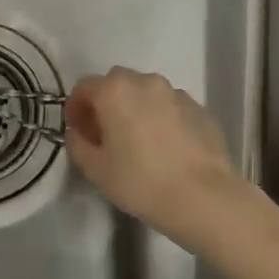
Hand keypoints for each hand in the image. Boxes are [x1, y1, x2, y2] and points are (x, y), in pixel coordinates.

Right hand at [64, 68, 239, 244]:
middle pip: (116, 83)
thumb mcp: (95, 169)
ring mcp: (176, 93)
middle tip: (106, 134)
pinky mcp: (200, 109)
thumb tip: (79, 133)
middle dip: (106, 103)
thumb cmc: (140, 181)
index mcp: (114, 90)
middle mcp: (145, 82)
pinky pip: (171, 107)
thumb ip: (78, 144)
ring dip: (136, 108)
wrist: (202, 197)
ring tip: (139, 141)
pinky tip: (166, 147)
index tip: (79, 131)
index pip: (84, 87)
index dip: (76, 108)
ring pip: (146, 93)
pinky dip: (162, 118)